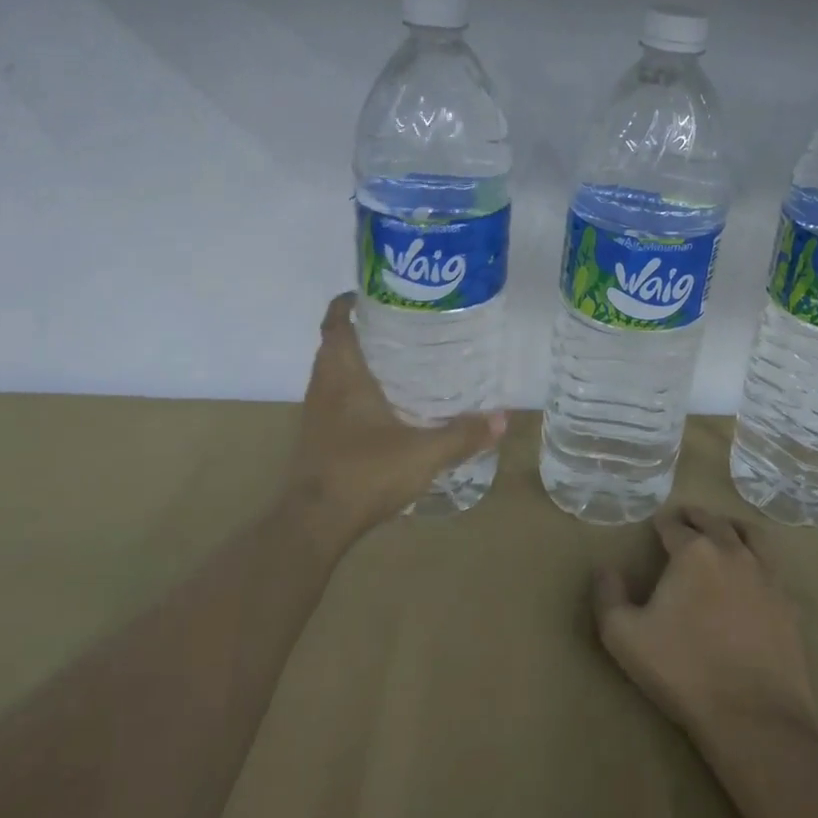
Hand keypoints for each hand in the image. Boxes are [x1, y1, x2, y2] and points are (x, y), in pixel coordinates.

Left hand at [280, 293, 506, 546]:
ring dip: (356, 360)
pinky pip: (334, 397)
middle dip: (362, 329)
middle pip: (334, 344)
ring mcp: (316, 413)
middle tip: (401, 326)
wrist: (314, 523)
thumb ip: (463, 435)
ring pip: (332, 371)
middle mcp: (324, 386)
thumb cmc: (365, 473)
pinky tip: (385, 405)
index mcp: (343, 375)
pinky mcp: (317, 436)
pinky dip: (354, 389)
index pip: (336, 322)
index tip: (375, 293)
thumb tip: (503, 418)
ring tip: (398, 359)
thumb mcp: (424, 453)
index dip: (348, 302)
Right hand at [593, 507, 815, 742]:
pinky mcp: (789, 604)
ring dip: (733, 528)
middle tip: (685, 519)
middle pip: (714, 522)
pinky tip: (754, 575)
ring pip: (751, 536)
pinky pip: (774, 568)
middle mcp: (732, 552)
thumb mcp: (623, 636)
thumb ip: (608, 596)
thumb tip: (604, 569)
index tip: (656, 524)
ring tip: (724, 531)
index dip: (662, 523)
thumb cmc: (682, 671)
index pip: (674, 525)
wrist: (753, 716)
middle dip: (696, 517)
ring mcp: (767, 576)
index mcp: (693, 553)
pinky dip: (760, 560)